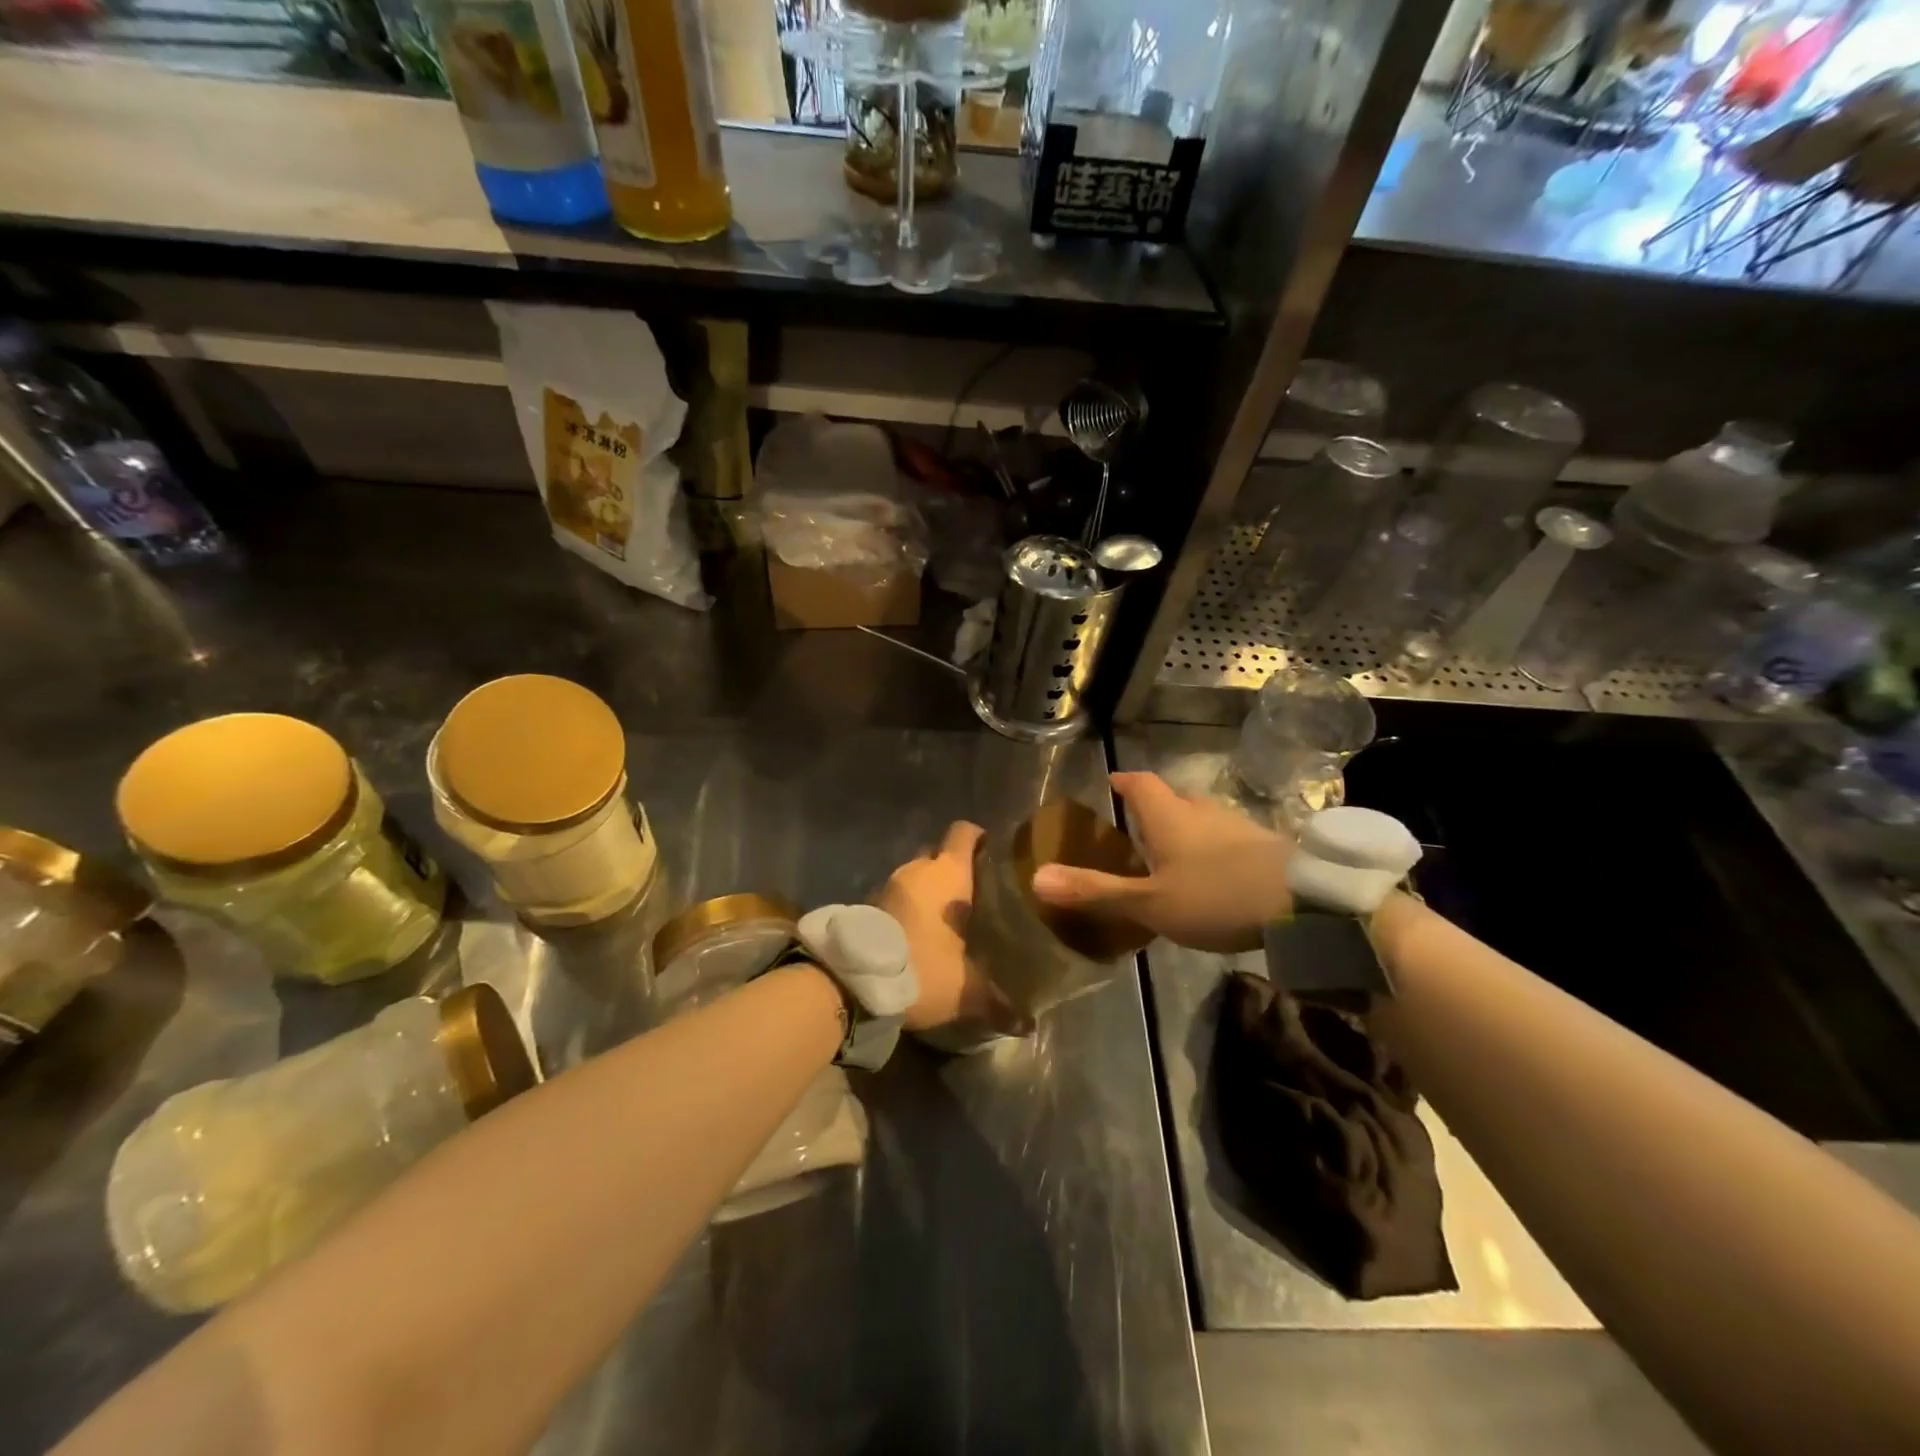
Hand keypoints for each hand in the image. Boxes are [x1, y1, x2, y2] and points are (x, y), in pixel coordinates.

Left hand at [874, 821, 1019, 1033]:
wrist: (853, 980)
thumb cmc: (923, 966)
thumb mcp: (967, 989)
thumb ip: (999, 1003)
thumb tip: (1029, 1025)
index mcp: (947, 872)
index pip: (964, 832)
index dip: (979, 838)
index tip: (994, 854)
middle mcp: (917, 868)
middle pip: (939, 854)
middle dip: (955, 871)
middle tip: (976, 897)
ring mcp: (887, 884)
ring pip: (916, 877)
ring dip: (929, 894)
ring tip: (949, 920)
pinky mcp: (866, 905)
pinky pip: (897, 898)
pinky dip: (909, 909)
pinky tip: (920, 935)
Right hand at [1031, 771, 1292, 953]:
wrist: (1304, 901)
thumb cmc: (1215, 895)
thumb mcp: (1149, 902)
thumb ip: (1095, 891)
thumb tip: (1036, 878)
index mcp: (1169, 815)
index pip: (1140, 783)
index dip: (1123, 782)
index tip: (1112, 783)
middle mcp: (1201, 810)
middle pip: (1172, 797)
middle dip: (1154, 808)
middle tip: (1137, 828)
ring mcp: (1237, 825)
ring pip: (1202, 817)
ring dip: (1185, 828)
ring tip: (1171, 854)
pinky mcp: (1265, 845)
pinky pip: (1226, 837)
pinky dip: (1211, 848)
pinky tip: (1213, 874)